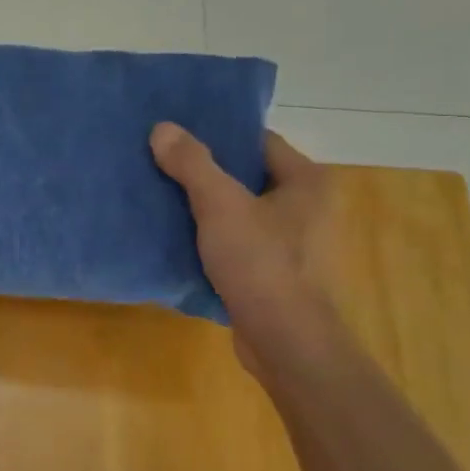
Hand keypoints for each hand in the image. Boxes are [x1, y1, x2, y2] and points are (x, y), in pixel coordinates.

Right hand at [150, 124, 335, 366]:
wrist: (286, 343)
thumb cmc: (262, 264)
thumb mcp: (220, 206)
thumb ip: (191, 164)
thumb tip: (162, 128)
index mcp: (306, 181)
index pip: (258, 141)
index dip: (219, 134)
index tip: (179, 134)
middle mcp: (307, 206)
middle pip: (247, 175)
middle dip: (206, 171)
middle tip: (163, 161)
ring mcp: (293, 243)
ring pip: (241, 211)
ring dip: (206, 206)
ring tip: (163, 195)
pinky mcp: (276, 272)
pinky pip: (239, 242)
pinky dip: (212, 237)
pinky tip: (179, 236)